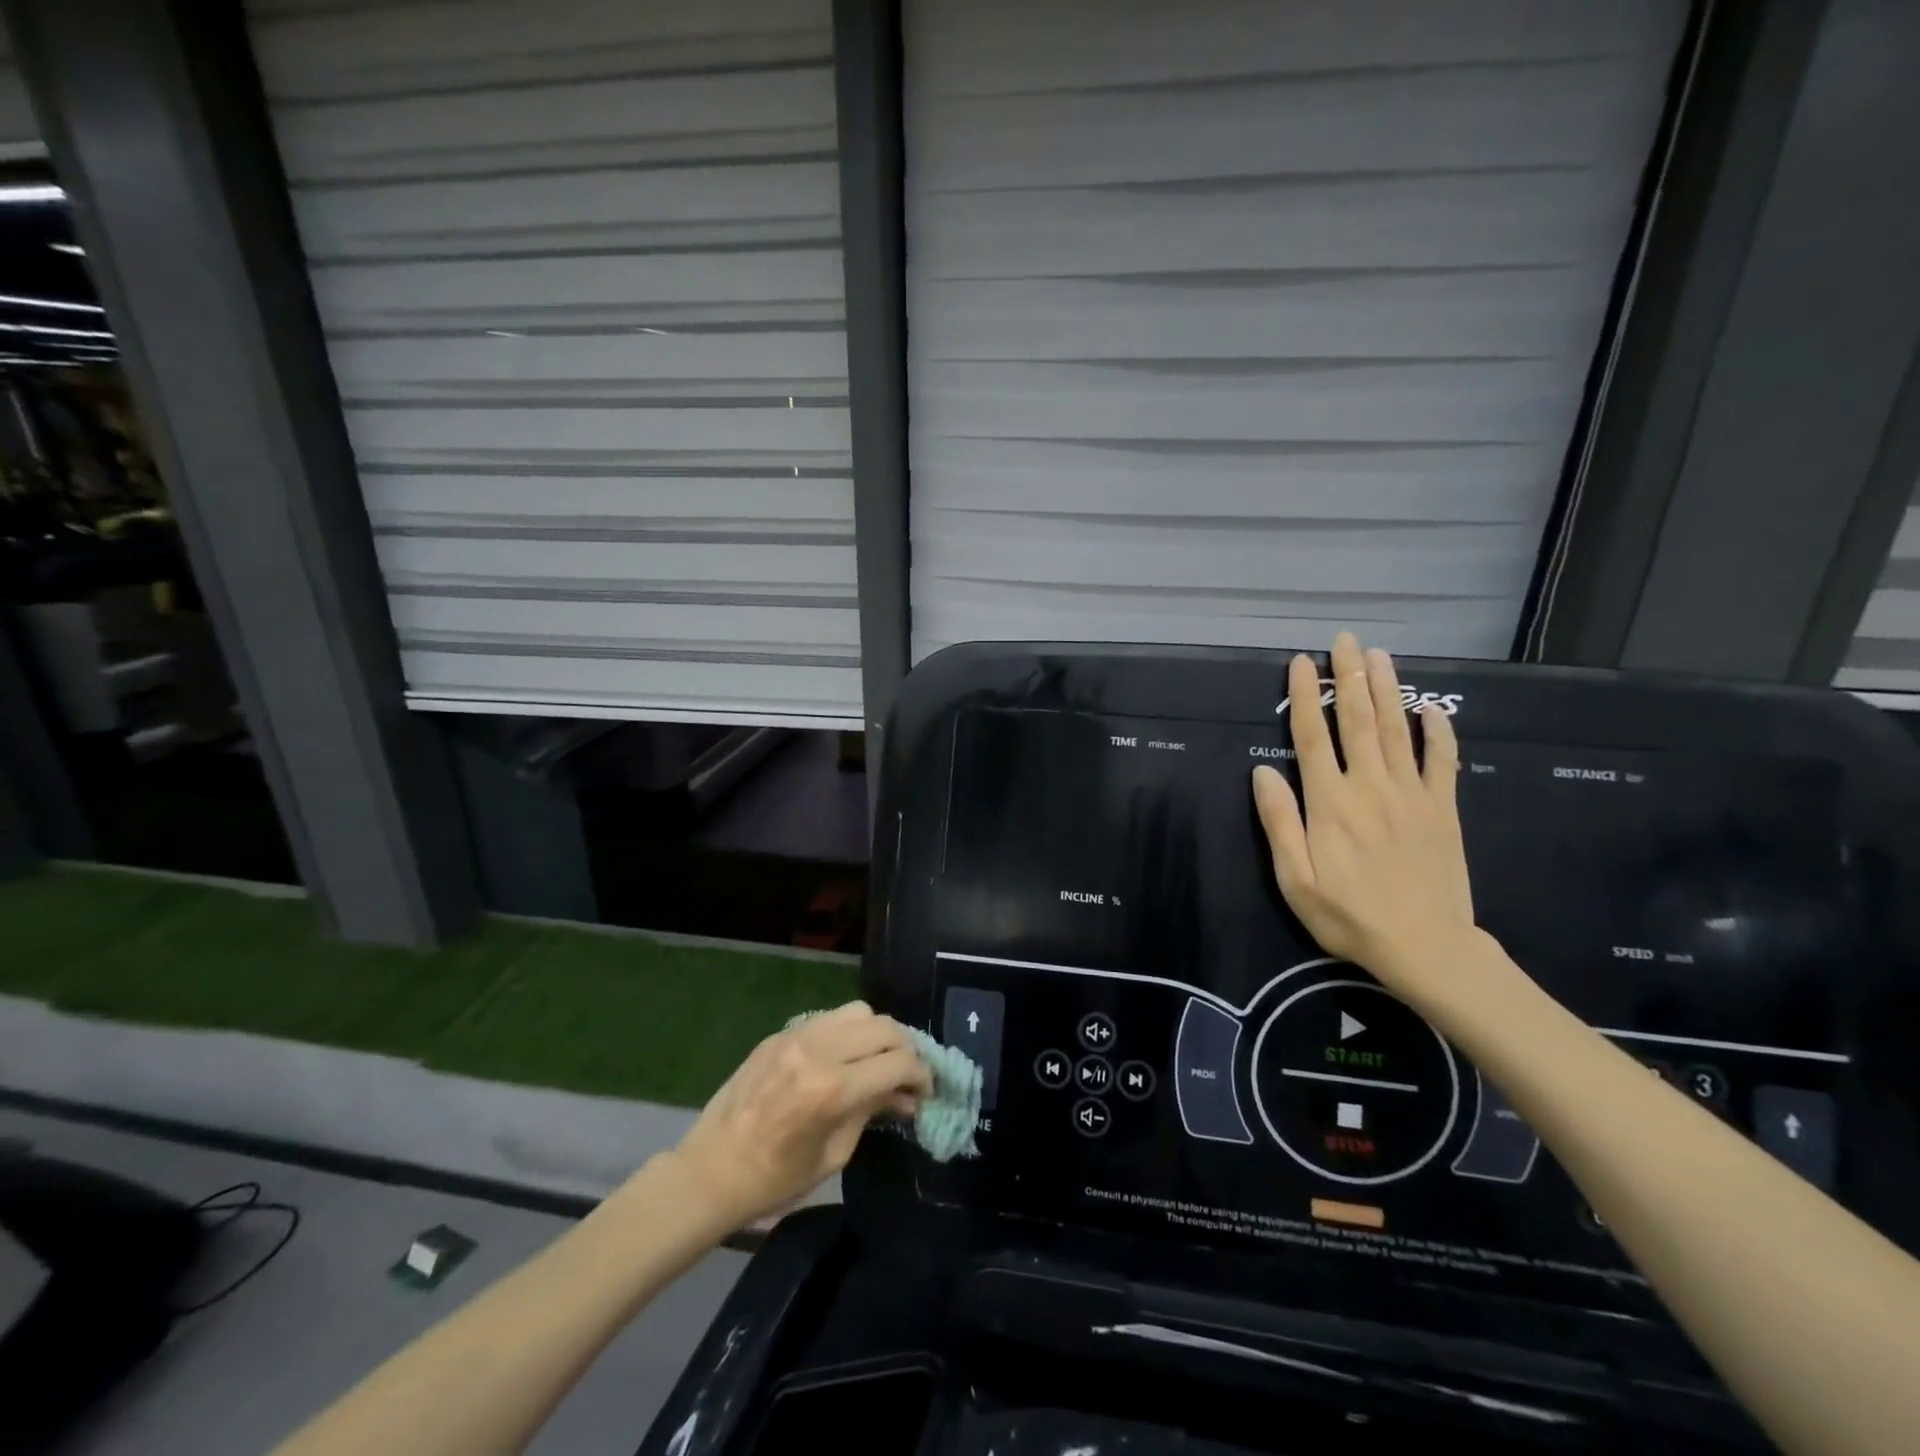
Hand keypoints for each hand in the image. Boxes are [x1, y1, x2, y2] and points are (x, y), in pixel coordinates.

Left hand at [665, 1002, 930, 1230]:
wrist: (709, 1172)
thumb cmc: (773, 1180)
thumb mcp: (833, 1155)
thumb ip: (871, 1112)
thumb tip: (905, 1096)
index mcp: (831, 1089)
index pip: (896, 1063)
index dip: (921, 1075)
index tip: (927, 1090)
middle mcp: (817, 1050)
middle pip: (883, 1026)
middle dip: (905, 1048)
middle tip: (908, 1074)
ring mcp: (796, 1036)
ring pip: (858, 1011)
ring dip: (877, 1033)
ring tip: (878, 1060)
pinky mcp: (780, 1034)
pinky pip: (828, 1018)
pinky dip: (848, 1032)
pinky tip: (845, 1057)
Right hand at [1252, 632, 1475, 990]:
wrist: (1426, 947)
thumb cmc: (1348, 915)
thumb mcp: (1295, 878)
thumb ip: (1279, 821)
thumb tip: (1262, 770)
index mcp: (1331, 802)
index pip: (1313, 736)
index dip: (1305, 697)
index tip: (1301, 664)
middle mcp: (1371, 786)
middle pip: (1359, 721)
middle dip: (1350, 678)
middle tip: (1345, 641)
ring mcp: (1412, 795)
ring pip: (1398, 731)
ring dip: (1389, 690)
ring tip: (1381, 655)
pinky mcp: (1443, 810)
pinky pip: (1443, 762)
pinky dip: (1439, 732)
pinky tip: (1433, 709)